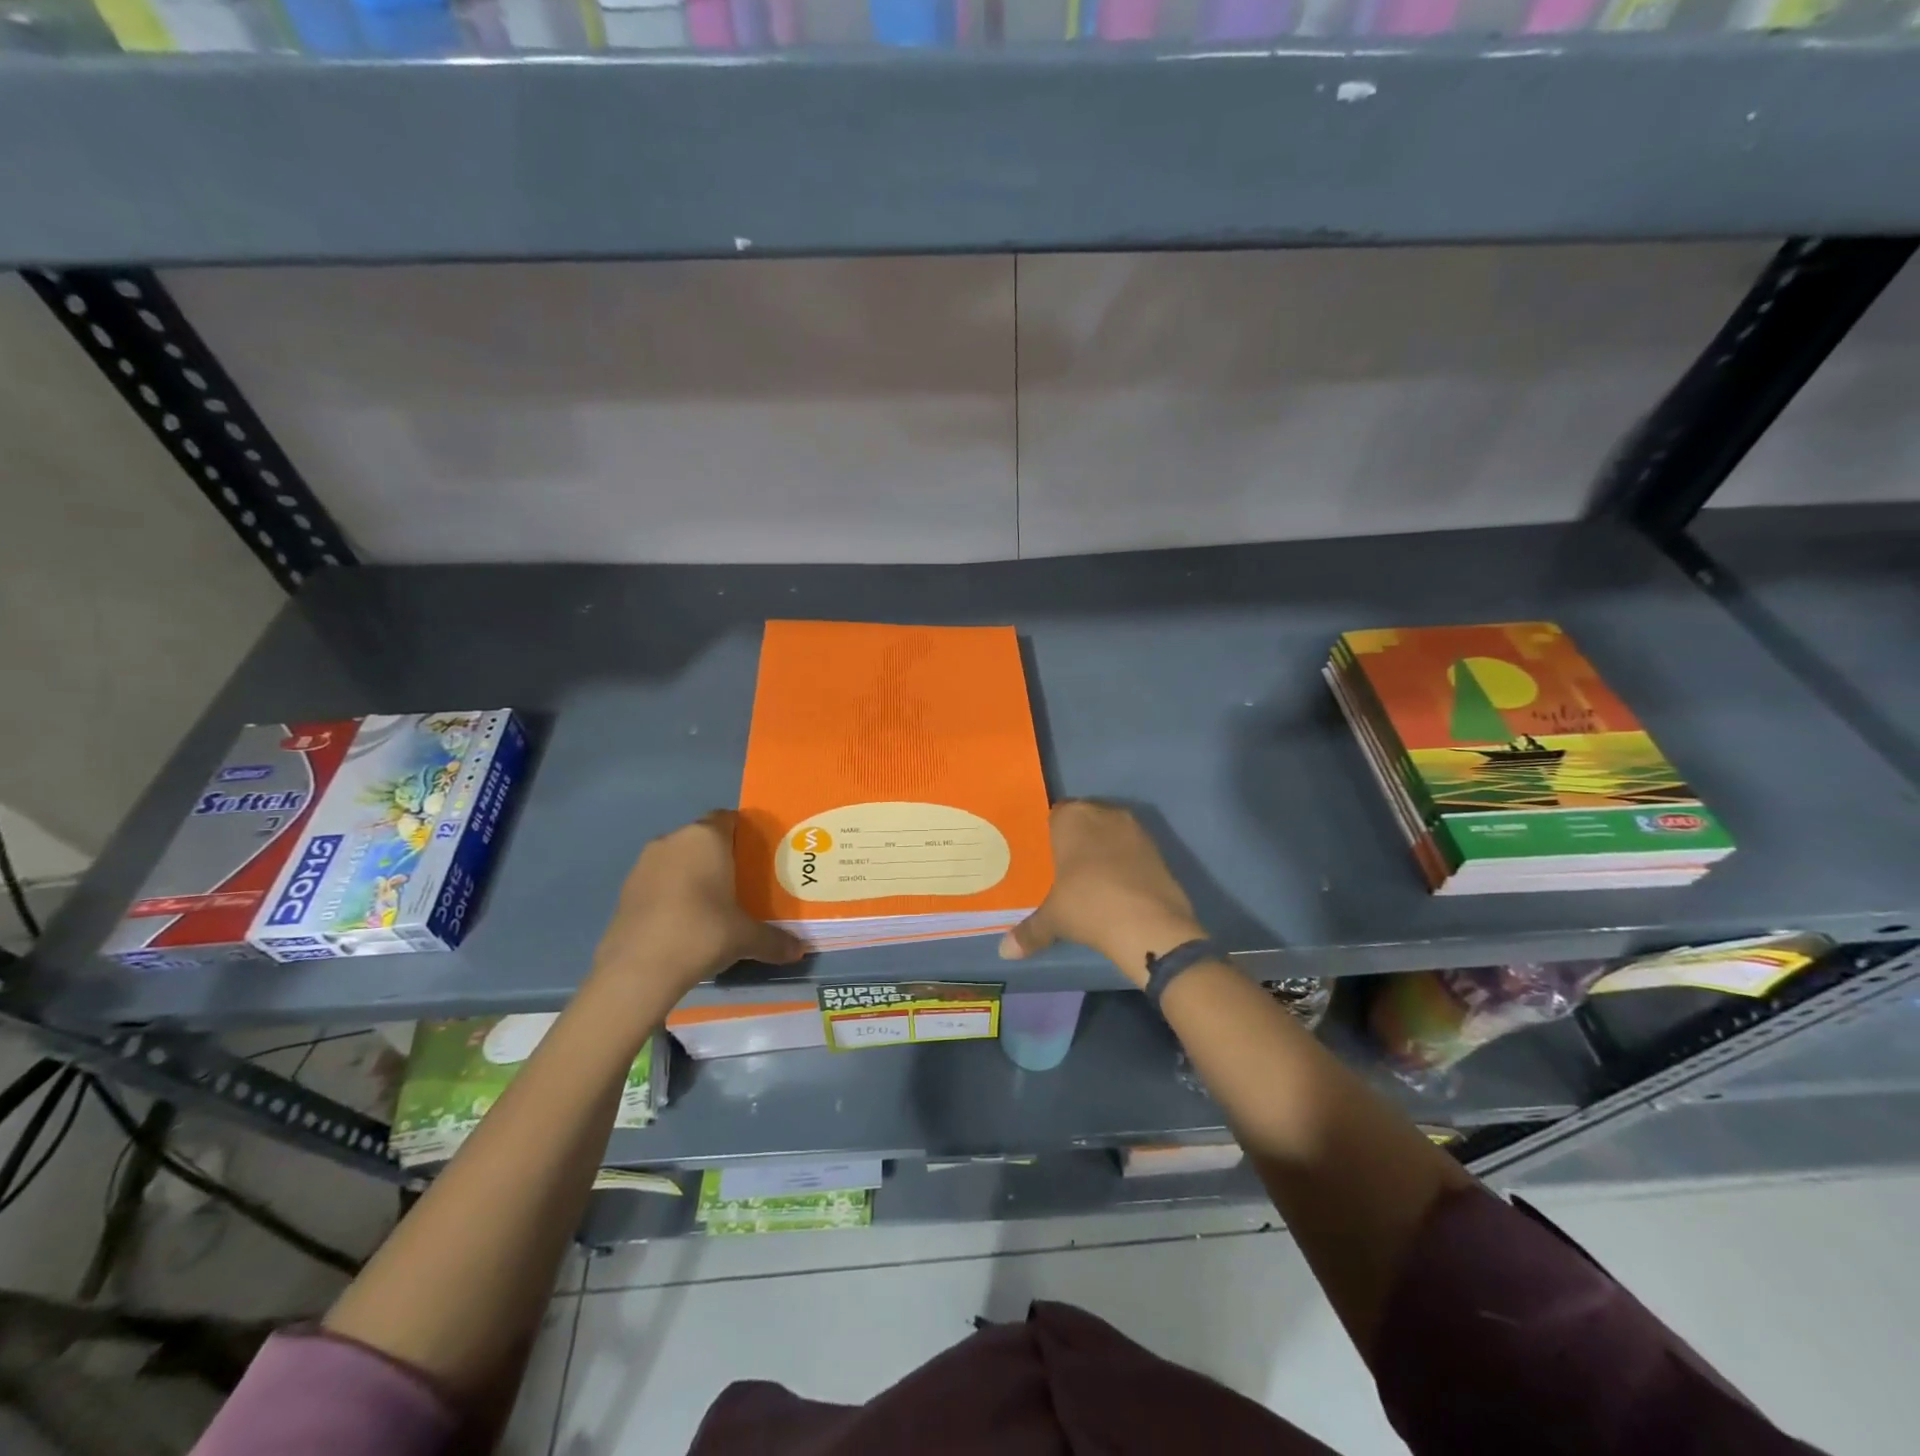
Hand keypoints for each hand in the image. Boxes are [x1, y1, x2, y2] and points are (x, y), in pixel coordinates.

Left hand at [590, 810, 805, 1002]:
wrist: (638, 969)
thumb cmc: (702, 933)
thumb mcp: (746, 938)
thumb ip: (774, 940)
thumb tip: (799, 951)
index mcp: (706, 838)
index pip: (727, 818)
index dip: (743, 834)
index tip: (757, 857)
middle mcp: (673, 840)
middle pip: (702, 839)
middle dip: (720, 856)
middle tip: (740, 884)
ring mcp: (644, 863)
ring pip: (677, 859)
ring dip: (692, 875)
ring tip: (712, 905)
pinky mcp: (625, 889)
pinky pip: (658, 881)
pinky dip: (671, 893)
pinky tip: (683, 922)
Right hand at [999, 801, 1205, 988]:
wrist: (1149, 924)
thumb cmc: (1088, 906)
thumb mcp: (1053, 919)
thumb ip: (1029, 931)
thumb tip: (1006, 951)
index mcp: (1072, 817)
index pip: (1055, 815)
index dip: (1050, 835)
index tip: (1045, 857)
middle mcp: (1104, 813)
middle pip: (1085, 820)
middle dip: (1077, 840)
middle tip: (1065, 868)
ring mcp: (1135, 829)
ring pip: (1111, 832)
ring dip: (1103, 849)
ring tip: (1091, 879)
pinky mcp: (1159, 849)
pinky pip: (1132, 849)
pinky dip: (1125, 863)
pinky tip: (1118, 887)